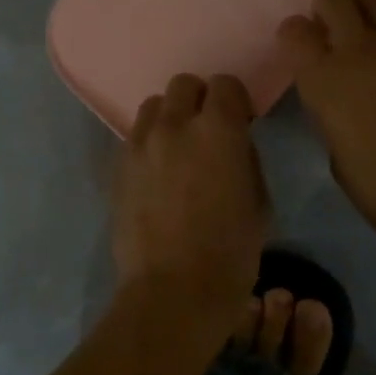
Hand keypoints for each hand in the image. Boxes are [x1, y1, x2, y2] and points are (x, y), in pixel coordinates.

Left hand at [112, 73, 269, 311]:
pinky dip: (149, 144)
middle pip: (183, 85)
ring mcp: (139, 145)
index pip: (225, 84)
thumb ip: (244, 158)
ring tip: (177, 149)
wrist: (174, 290)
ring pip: (153, 107)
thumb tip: (232, 145)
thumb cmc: (231, 251)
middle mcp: (174, 125)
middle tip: (207, 131)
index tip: (240, 122)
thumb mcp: (258, 200)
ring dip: (170, 119)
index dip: (235, 101)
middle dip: (199, 100)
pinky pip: (134, 138)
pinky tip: (157, 174)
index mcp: (218, 129)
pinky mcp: (117, 168)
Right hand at [279, 0, 375, 249]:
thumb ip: (331, 111)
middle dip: (330, 7)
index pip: (294, 31)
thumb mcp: (335, 151)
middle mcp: (357, 49)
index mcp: (321, 80)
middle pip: (334, 0)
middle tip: (337, 22)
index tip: (302, 42)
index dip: (295, 33)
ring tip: (371, 7)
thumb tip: (340, 97)